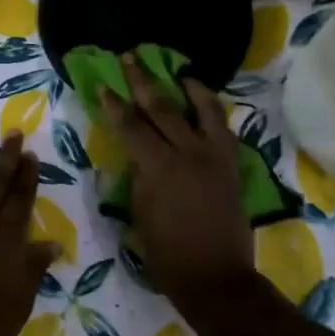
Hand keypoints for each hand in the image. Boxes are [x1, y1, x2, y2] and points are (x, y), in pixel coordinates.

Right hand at [102, 54, 253, 306]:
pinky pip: (223, 130)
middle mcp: (189, 154)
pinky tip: (205, 105)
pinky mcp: (232, 166)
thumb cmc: (166, 254)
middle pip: (163, 109)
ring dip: (188, 88)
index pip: (131, 127)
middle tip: (130, 58)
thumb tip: (140, 157)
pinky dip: (213, 112)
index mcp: (159, 168)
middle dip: (143, 82)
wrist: (215, 277)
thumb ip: (139, 178)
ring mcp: (215, 158)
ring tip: (179, 71)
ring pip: (203, 111)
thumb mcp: (140, 213)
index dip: (114, 105)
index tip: (102, 85)